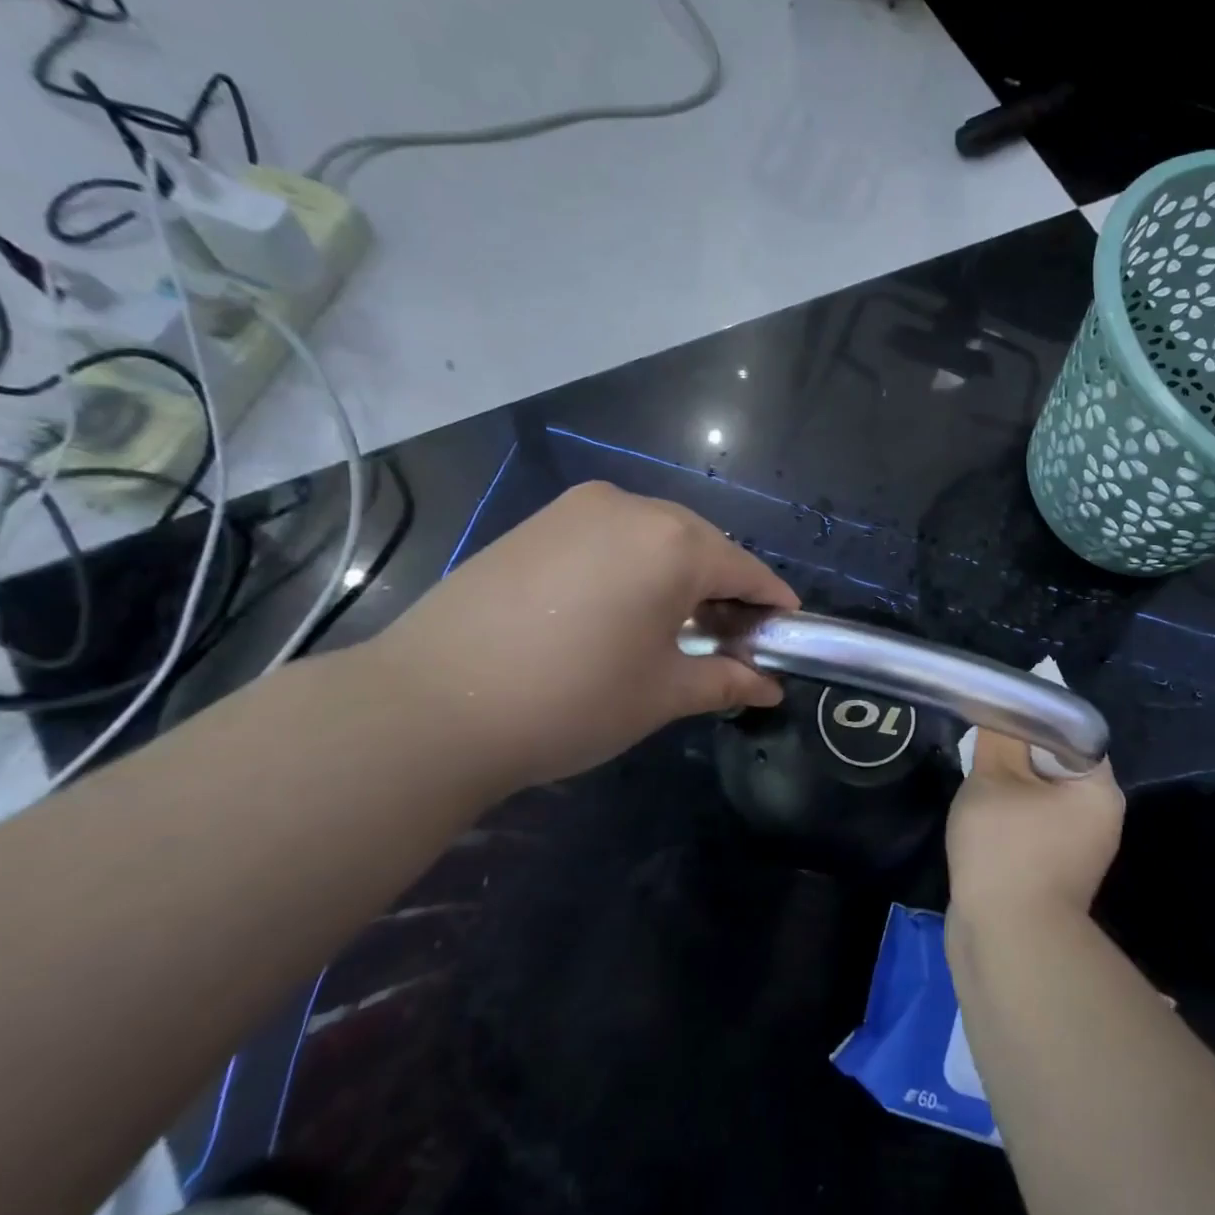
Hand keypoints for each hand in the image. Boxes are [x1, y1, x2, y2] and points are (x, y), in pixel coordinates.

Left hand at [367, 481, 798, 789]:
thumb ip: (726, 680)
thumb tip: (769, 686)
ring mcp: (578, 509)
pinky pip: (610, 536)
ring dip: (678, 575)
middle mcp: (632, 507)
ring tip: (673, 626)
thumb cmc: (571, 700)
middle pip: (703, 546)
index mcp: (675, 543)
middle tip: (727, 640)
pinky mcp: (538, 522)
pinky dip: (633, 565)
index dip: (771, 604)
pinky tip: (619, 608)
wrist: (429, 706)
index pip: (746, 570)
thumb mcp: (662, 695)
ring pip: (655, 536)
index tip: (785, 633)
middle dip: (724, 590)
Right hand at [946, 728, 1124, 925]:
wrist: (1006, 942)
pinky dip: (1008, 822)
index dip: (1032, 723)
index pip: (1070, 736)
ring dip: (1008, 791)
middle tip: (982, 755)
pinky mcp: (1055, 874)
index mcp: (1098, 790)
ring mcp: (1079, 851)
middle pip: (1054, 767)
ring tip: (978, 791)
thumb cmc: (1006, 848)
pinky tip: (981, 825)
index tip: (999, 724)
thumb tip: (1002, 712)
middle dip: (1015, 759)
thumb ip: (999, 737)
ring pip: (1039, 799)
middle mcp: (1099, 818)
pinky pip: (1032, 830)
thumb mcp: (994, 778)